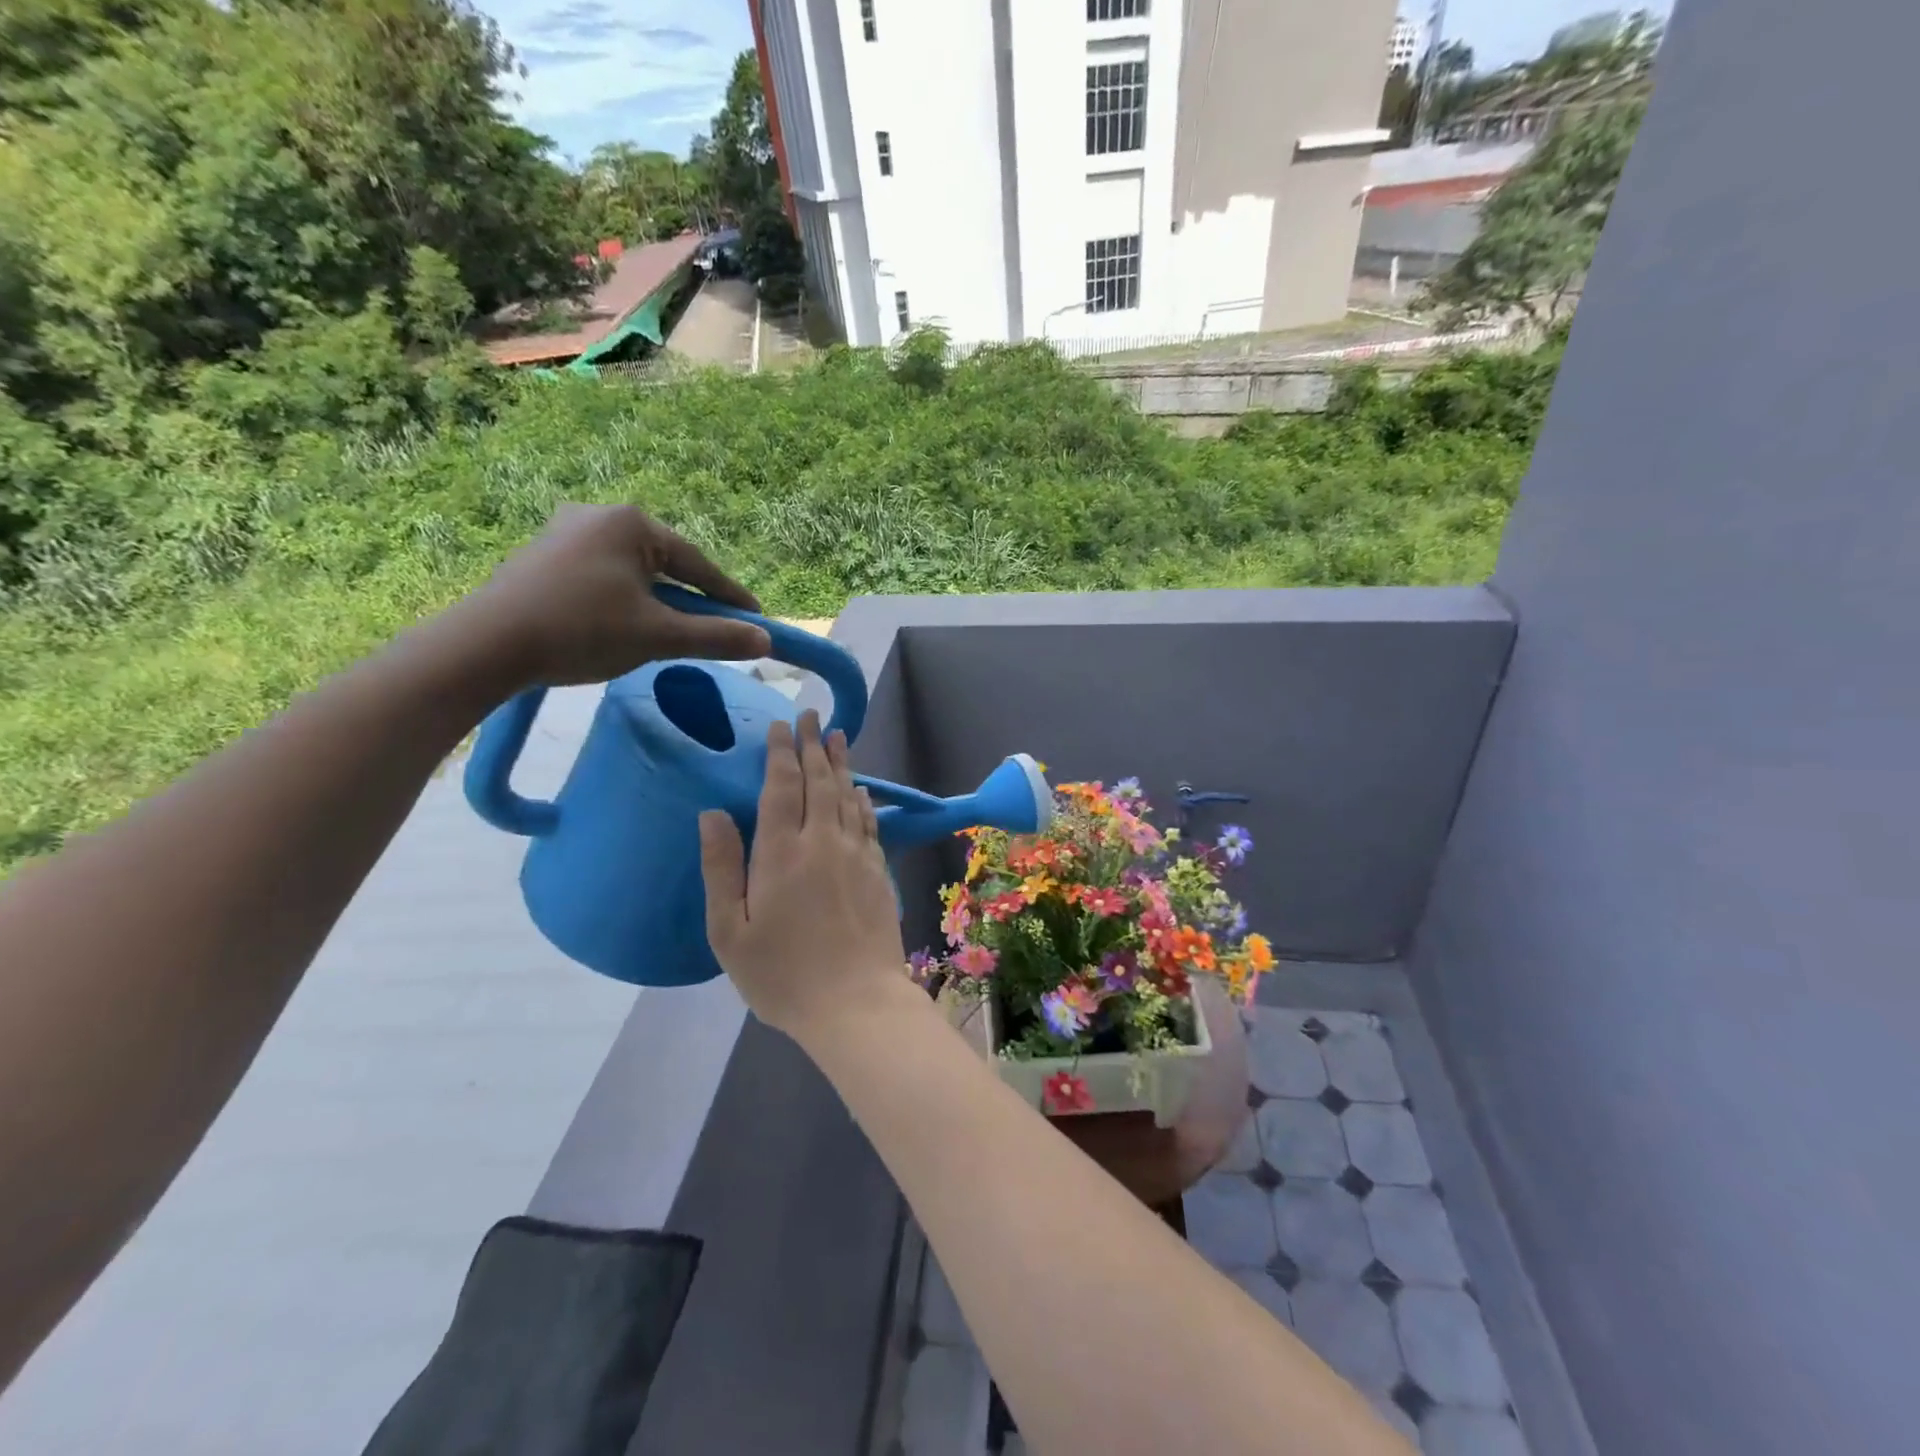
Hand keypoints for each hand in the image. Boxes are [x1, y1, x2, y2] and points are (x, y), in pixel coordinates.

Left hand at [458, 504, 771, 688]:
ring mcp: (564, 531)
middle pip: (664, 563)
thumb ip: (716, 637)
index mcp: (631, 522)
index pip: (697, 563)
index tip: (756, 619)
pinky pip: (602, 575)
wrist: (486, 646)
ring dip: (656, 600)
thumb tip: (765, 640)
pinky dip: (624, 598)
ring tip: (668, 630)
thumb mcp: (659, 636)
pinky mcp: (542, 555)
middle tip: (713, 627)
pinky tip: (622, 624)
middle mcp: (598, 514)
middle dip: (691, 597)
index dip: (730, 596)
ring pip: (632, 570)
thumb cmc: (582, 631)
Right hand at [699, 711, 907, 1041]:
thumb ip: (721, 867)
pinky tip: (860, 790)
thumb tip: (712, 813)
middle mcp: (822, 842)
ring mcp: (856, 855)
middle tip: (811, 715)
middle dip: (813, 745)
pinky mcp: (878, 872)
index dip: (781, 752)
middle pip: (819, 781)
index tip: (782, 725)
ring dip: (840, 763)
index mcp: (782, 853)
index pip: (781, 787)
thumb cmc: (782, 975)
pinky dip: (861, 800)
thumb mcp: (730, 931)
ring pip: (847, 796)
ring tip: (837, 736)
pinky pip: (868, 823)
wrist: (856, 1004)